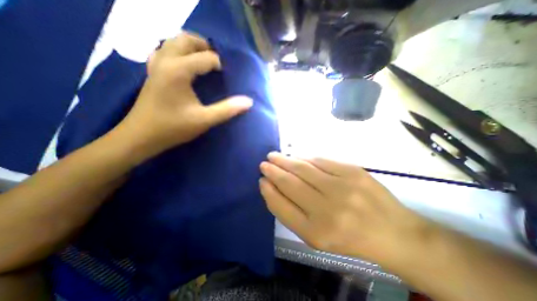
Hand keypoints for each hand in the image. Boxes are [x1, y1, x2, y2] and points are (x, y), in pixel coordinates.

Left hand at [115, 31, 253, 159]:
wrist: (141, 136)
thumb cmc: (173, 127)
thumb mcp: (204, 120)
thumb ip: (227, 109)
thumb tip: (248, 102)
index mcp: (179, 70)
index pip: (205, 58)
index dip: (219, 64)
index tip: (227, 75)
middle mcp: (165, 61)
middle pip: (185, 40)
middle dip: (203, 45)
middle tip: (217, 59)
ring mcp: (156, 65)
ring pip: (172, 42)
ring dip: (190, 45)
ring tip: (204, 57)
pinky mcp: (152, 73)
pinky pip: (164, 51)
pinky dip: (177, 51)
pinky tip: (185, 64)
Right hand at [259, 154, 435, 269]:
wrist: (393, 233)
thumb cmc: (349, 238)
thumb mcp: (316, 237)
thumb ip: (292, 213)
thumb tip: (273, 187)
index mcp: (315, 233)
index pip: (281, 206)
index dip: (268, 191)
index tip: (261, 180)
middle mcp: (327, 210)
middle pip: (290, 183)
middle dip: (273, 171)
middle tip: (264, 163)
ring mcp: (342, 188)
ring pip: (303, 168)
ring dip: (285, 160)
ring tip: (274, 156)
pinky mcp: (353, 171)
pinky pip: (321, 160)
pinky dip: (305, 157)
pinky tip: (297, 157)